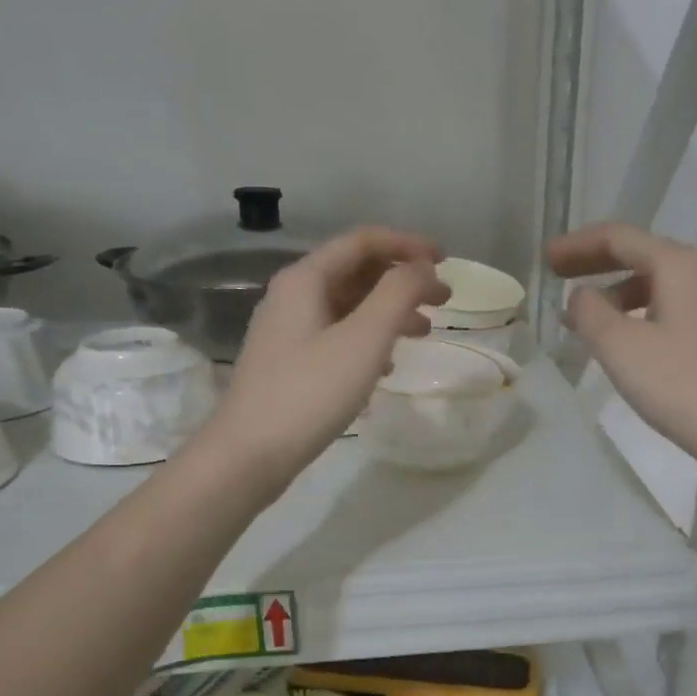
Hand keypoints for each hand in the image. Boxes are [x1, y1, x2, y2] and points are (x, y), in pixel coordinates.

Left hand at [204, 227, 447, 490]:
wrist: (250, 454)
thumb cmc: (310, 392)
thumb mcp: (364, 339)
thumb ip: (398, 295)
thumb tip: (423, 269)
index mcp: (306, 279)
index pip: (363, 242)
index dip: (408, 245)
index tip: (446, 261)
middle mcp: (293, 296)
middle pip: (356, 272)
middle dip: (402, 281)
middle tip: (444, 300)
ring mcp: (289, 331)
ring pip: (349, 307)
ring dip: (390, 312)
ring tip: (424, 333)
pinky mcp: (290, 363)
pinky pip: (338, 336)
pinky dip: (369, 340)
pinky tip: (387, 366)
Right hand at [549, 222, 696, 468]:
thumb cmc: (681, 385)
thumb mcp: (621, 347)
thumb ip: (590, 312)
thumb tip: (581, 296)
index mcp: (679, 264)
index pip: (619, 238)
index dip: (578, 245)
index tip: (546, 259)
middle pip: (641, 256)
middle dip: (596, 265)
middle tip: (558, 277)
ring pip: (656, 285)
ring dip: (616, 295)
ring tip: (584, 321)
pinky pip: (671, 308)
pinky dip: (639, 314)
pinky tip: (624, 342)